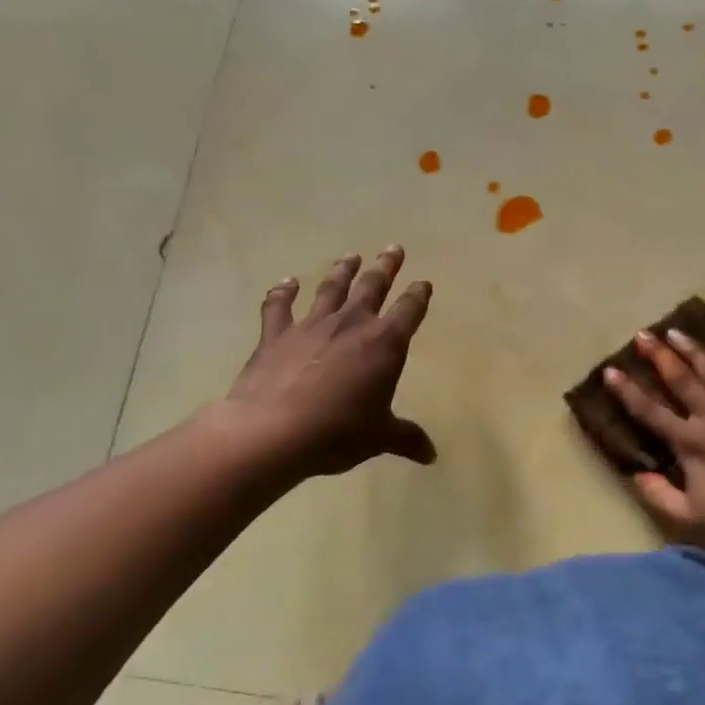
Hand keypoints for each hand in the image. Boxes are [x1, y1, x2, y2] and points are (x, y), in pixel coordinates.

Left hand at [220, 246, 435, 477]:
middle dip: (385, 267)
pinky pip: (279, 306)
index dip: (418, 295)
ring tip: (350, 256)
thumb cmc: (338, 432)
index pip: (409, 310)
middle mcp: (352, 324)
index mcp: (385, 343)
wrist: (273, 430)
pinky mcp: (276, 334)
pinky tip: (286, 282)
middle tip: (393, 248)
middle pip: (373, 286)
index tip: (424, 283)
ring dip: (342, 270)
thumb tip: (432, 456)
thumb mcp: (379, 437)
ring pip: (331, 288)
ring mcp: (312, 325)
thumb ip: (406, 438)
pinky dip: (283, 292)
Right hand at [603, 330, 704, 572]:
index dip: (627, 391)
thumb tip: (637, 474)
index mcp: (691, 444)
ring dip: (695, 351)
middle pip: (682, 380)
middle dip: (660, 356)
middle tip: (644, 334)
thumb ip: (659, 495)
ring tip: (678, 332)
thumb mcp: (691, 521)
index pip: (651, 411)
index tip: (610, 370)